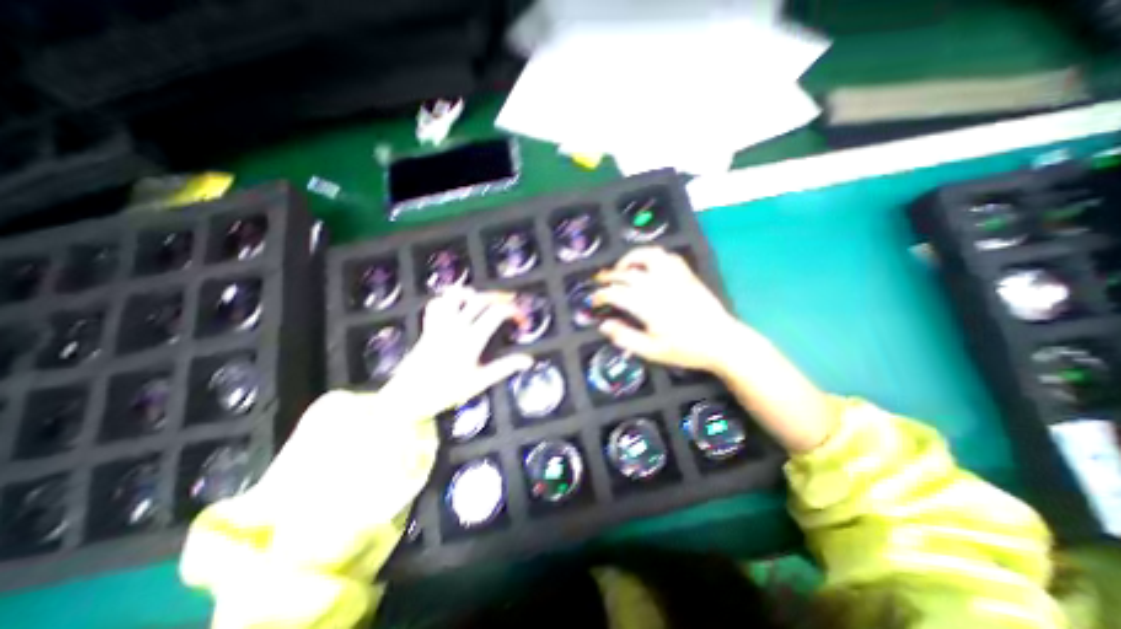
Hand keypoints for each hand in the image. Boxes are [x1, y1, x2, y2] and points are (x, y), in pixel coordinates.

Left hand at [381, 287, 533, 418]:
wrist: (408, 397)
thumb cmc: (446, 391)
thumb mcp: (480, 381)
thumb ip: (505, 367)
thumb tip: (529, 360)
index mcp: (471, 339)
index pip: (497, 313)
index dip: (514, 311)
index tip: (522, 321)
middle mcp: (456, 326)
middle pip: (481, 299)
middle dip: (500, 298)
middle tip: (511, 305)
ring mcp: (440, 323)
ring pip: (456, 295)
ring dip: (473, 294)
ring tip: (484, 302)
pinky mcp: (429, 326)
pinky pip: (437, 303)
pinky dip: (449, 300)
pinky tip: (458, 308)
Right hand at [594, 247, 741, 373]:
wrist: (722, 341)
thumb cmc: (686, 349)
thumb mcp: (652, 351)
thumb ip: (625, 337)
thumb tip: (603, 325)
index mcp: (649, 306)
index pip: (617, 293)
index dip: (601, 295)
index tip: (593, 300)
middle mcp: (659, 286)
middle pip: (627, 273)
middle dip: (608, 275)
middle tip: (599, 281)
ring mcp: (674, 277)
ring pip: (648, 255)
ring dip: (630, 258)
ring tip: (622, 267)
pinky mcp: (686, 274)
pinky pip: (668, 256)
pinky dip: (653, 256)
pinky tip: (648, 265)